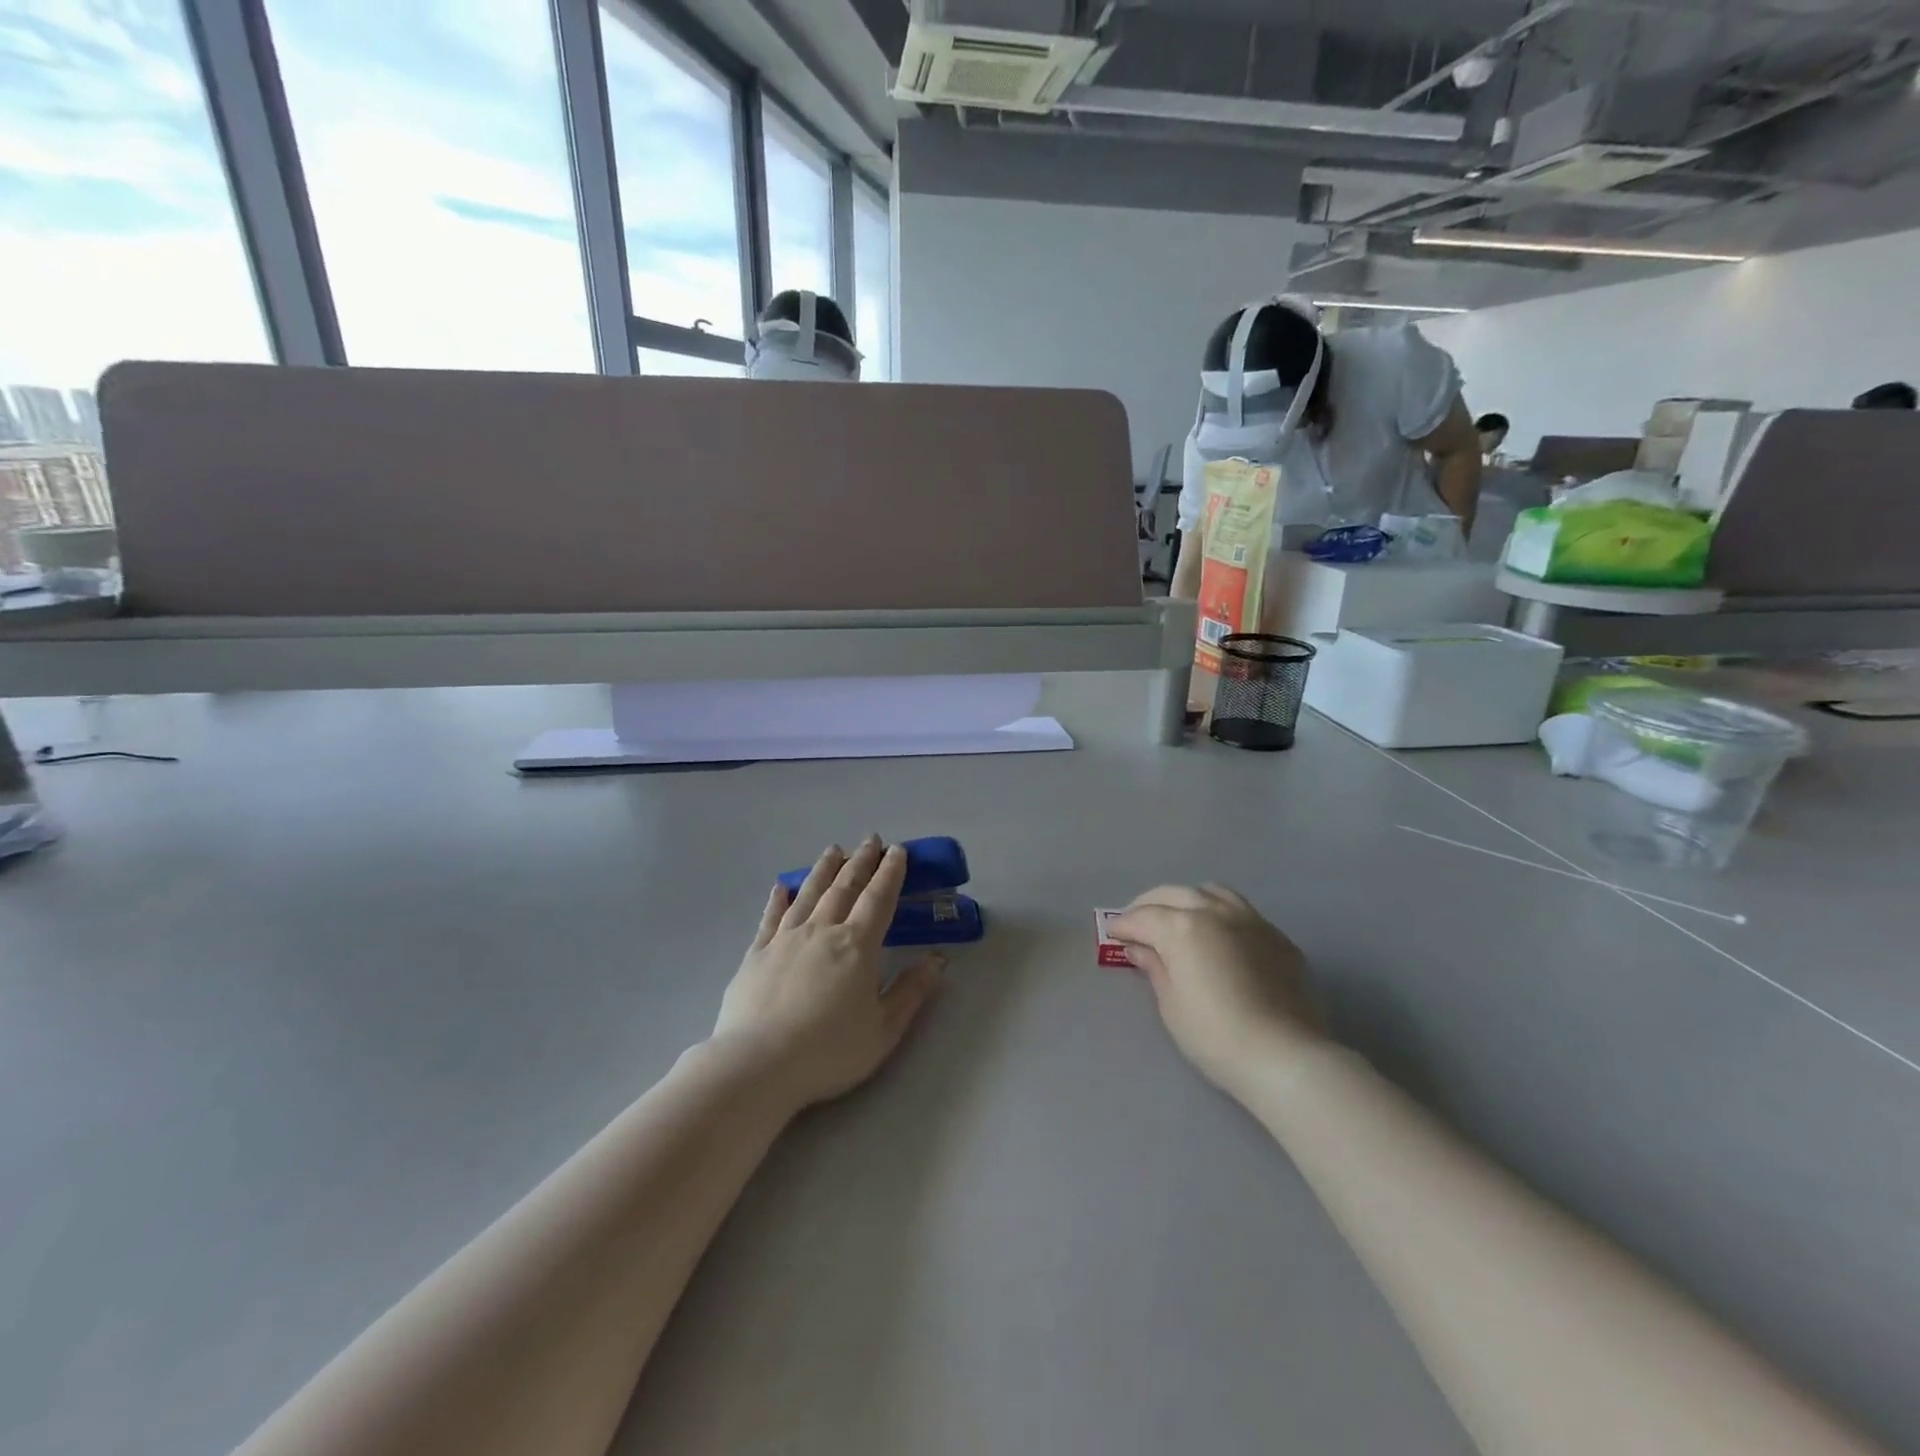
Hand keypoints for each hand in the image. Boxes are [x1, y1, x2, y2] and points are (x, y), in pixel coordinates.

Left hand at [712, 837, 942, 1110]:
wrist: (758, 1064)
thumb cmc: (828, 1051)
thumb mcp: (883, 1029)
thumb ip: (911, 991)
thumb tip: (937, 959)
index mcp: (857, 946)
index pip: (878, 899)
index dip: (890, 873)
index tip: (897, 851)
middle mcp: (822, 931)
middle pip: (845, 887)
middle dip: (861, 861)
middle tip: (871, 839)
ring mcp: (785, 939)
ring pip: (809, 894)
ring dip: (824, 869)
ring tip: (834, 850)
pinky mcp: (756, 954)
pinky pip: (771, 918)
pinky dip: (779, 899)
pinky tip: (782, 886)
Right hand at [1109, 884, 1324, 1099]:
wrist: (1285, 1057)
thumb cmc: (1215, 1036)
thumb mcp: (1172, 1005)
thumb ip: (1155, 968)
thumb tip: (1140, 948)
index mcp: (1182, 927)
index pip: (1142, 917)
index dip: (1123, 925)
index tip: (1111, 933)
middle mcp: (1215, 912)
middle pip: (1173, 894)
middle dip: (1149, 905)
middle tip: (1137, 923)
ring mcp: (1251, 920)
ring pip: (1211, 893)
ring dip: (1187, 900)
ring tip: (1178, 918)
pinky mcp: (1277, 937)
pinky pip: (1241, 912)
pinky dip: (1220, 915)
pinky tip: (1219, 938)